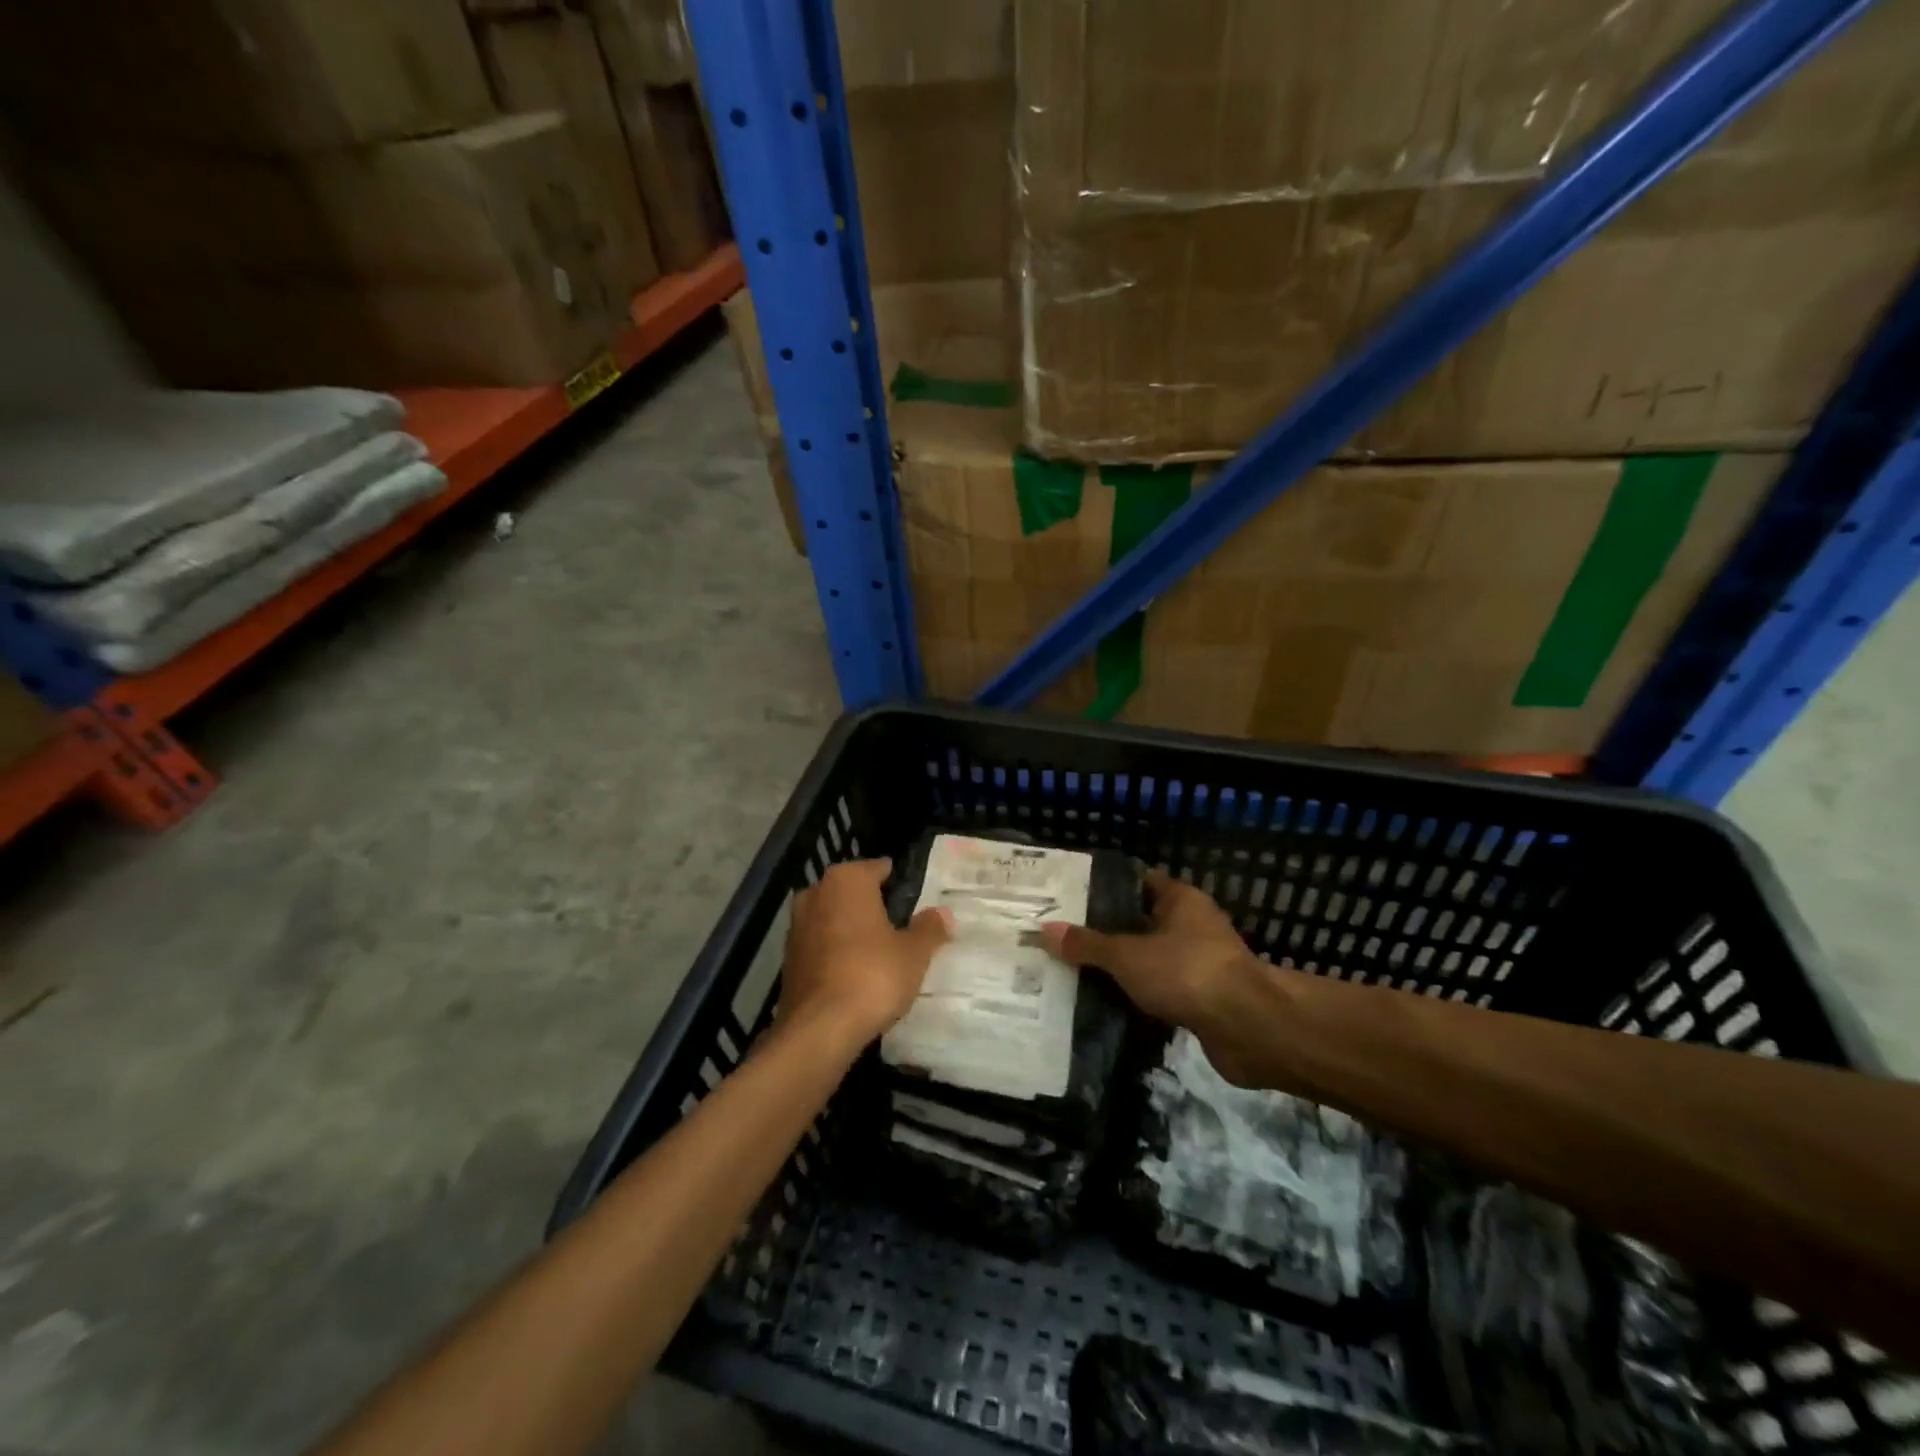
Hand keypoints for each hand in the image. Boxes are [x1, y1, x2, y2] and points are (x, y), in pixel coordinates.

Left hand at [781, 858, 952, 1049]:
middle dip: (873, 905)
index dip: (899, 884)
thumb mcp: (914, 953)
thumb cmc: (873, 975)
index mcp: (847, 880)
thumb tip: (943, 913)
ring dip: (853, 929)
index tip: (915, 901)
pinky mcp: (788, 957)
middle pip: (853, 892)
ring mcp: (797, 925)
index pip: (879, 868)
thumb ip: (929, 928)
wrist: (819, 1028)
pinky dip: (837, 952)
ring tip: (881, 952)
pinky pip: (821, 944)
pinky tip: (856, 972)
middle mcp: (816, 893)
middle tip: (902, 927)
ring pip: (834, 917)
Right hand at [1042, 869, 1265, 1082]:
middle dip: (1105, 932)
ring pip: (1149, 959)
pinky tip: (1104, 1004)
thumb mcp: (1127, 955)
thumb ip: (1087, 944)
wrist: (1248, 1028)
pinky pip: (1159, 990)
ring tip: (1074, 971)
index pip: (1136, 882)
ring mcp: (1198, 963)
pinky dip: (1136, 996)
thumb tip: (1045, 930)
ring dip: (1121, 968)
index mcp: (1179, 899)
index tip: (1068, 898)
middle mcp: (1191, 925)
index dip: (1104, 888)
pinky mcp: (1201, 998)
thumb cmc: (1186, 972)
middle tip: (1062, 938)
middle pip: (1140, 922)